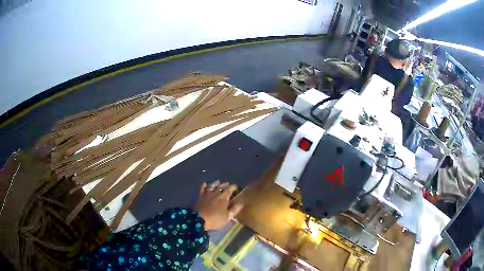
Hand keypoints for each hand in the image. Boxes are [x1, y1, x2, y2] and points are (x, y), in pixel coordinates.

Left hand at [193, 181, 242, 230]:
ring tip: (218, 182)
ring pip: (212, 186)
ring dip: (216, 183)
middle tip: (228, 184)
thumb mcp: (228, 217)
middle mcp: (215, 193)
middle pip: (221, 186)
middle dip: (225, 184)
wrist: (198, 220)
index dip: (233, 187)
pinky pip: (202, 189)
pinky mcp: (200, 197)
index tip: (236, 187)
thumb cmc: (215, 219)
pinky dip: (204, 186)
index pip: (229, 189)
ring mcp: (207, 194)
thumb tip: (241, 203)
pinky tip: (205, 184)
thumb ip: (235, 209)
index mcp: (223, 198)